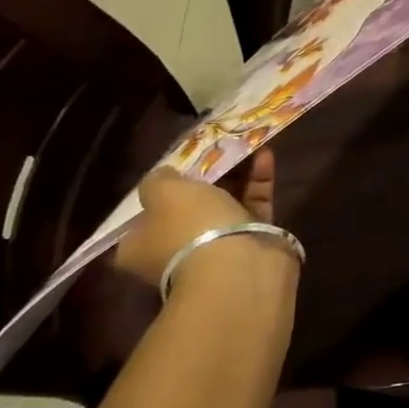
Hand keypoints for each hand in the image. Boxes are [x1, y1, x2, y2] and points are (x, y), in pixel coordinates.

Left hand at [114, 151, 291, 289]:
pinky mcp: (252, 242)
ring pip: (225, 204)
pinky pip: (254, 205)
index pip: (143, 217)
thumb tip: (163, 175)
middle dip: (205, 177)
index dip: (159, 190)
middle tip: (216, 149)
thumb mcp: (162, 192)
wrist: (239, 264)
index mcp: (142, 247)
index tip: (177, 167)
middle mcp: (177, 250)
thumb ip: (158, 179)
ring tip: (245, 143)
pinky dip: (258, 181)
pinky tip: (266, 155)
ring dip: (236, 174)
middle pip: (189, 208)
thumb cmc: (190, 227)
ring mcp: (217, 248)